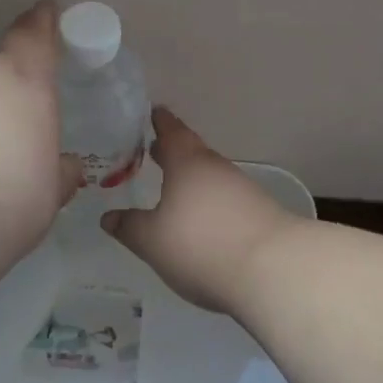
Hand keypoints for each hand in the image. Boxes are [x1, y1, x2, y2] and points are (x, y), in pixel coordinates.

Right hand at [102, 108, 298, 313]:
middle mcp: (217, 170)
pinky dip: (209, 203)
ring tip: (173, 188)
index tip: (153, 112)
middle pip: (193, 153)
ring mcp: (243, 192)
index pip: (172, 132)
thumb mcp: (152, 240)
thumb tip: (109, 218)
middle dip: (173, 152)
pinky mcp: (260, 216)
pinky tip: (202, 221)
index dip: (160, 122)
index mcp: (188, 164)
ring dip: (192, 180)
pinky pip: (226, 201)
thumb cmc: (201, 245)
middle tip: (154, 150)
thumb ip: (129, 227)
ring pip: (211, 178)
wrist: (273, 270)